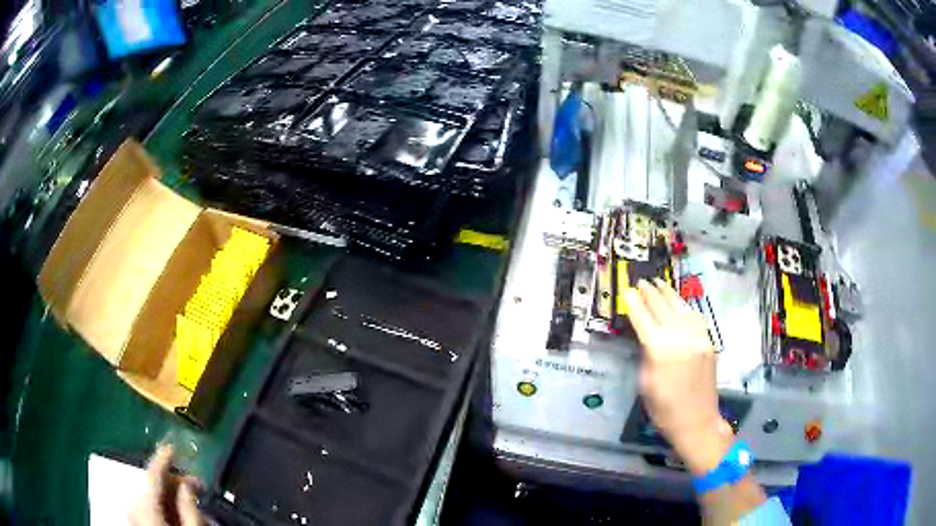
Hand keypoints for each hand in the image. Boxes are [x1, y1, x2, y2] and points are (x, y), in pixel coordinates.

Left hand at [129, 444, 203, 525]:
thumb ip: (189, 507)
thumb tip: (186, 484)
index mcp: (145, 507)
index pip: (151, 473)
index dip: (163, 458)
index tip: (173, 446)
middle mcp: (133, 508)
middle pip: (150, 486)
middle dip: (172, 483)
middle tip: (195, 487)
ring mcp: (131, 518)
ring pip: (148, 498)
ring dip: (168, 497)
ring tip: (189, 504)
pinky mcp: (134, 525)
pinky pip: (146, 509)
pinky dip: (160, 507)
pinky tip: (175, 515)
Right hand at [625, 279, 733, 474]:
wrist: (697, 421)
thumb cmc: (664, 410)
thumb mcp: (645, 384)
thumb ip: (646, 355)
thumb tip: (645, 335)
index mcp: (660, 350)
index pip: (644, 319)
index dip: (635, 304)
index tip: (628, 291)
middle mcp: (680, 337)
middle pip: (663, 308)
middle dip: (651, 293)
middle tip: (642, 281)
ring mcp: (698, 337)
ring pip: (682, 308)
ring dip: (669, 294)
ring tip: (659, 283)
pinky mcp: (709, 342)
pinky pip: (696, 317)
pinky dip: (686, 306)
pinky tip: (680, 302)